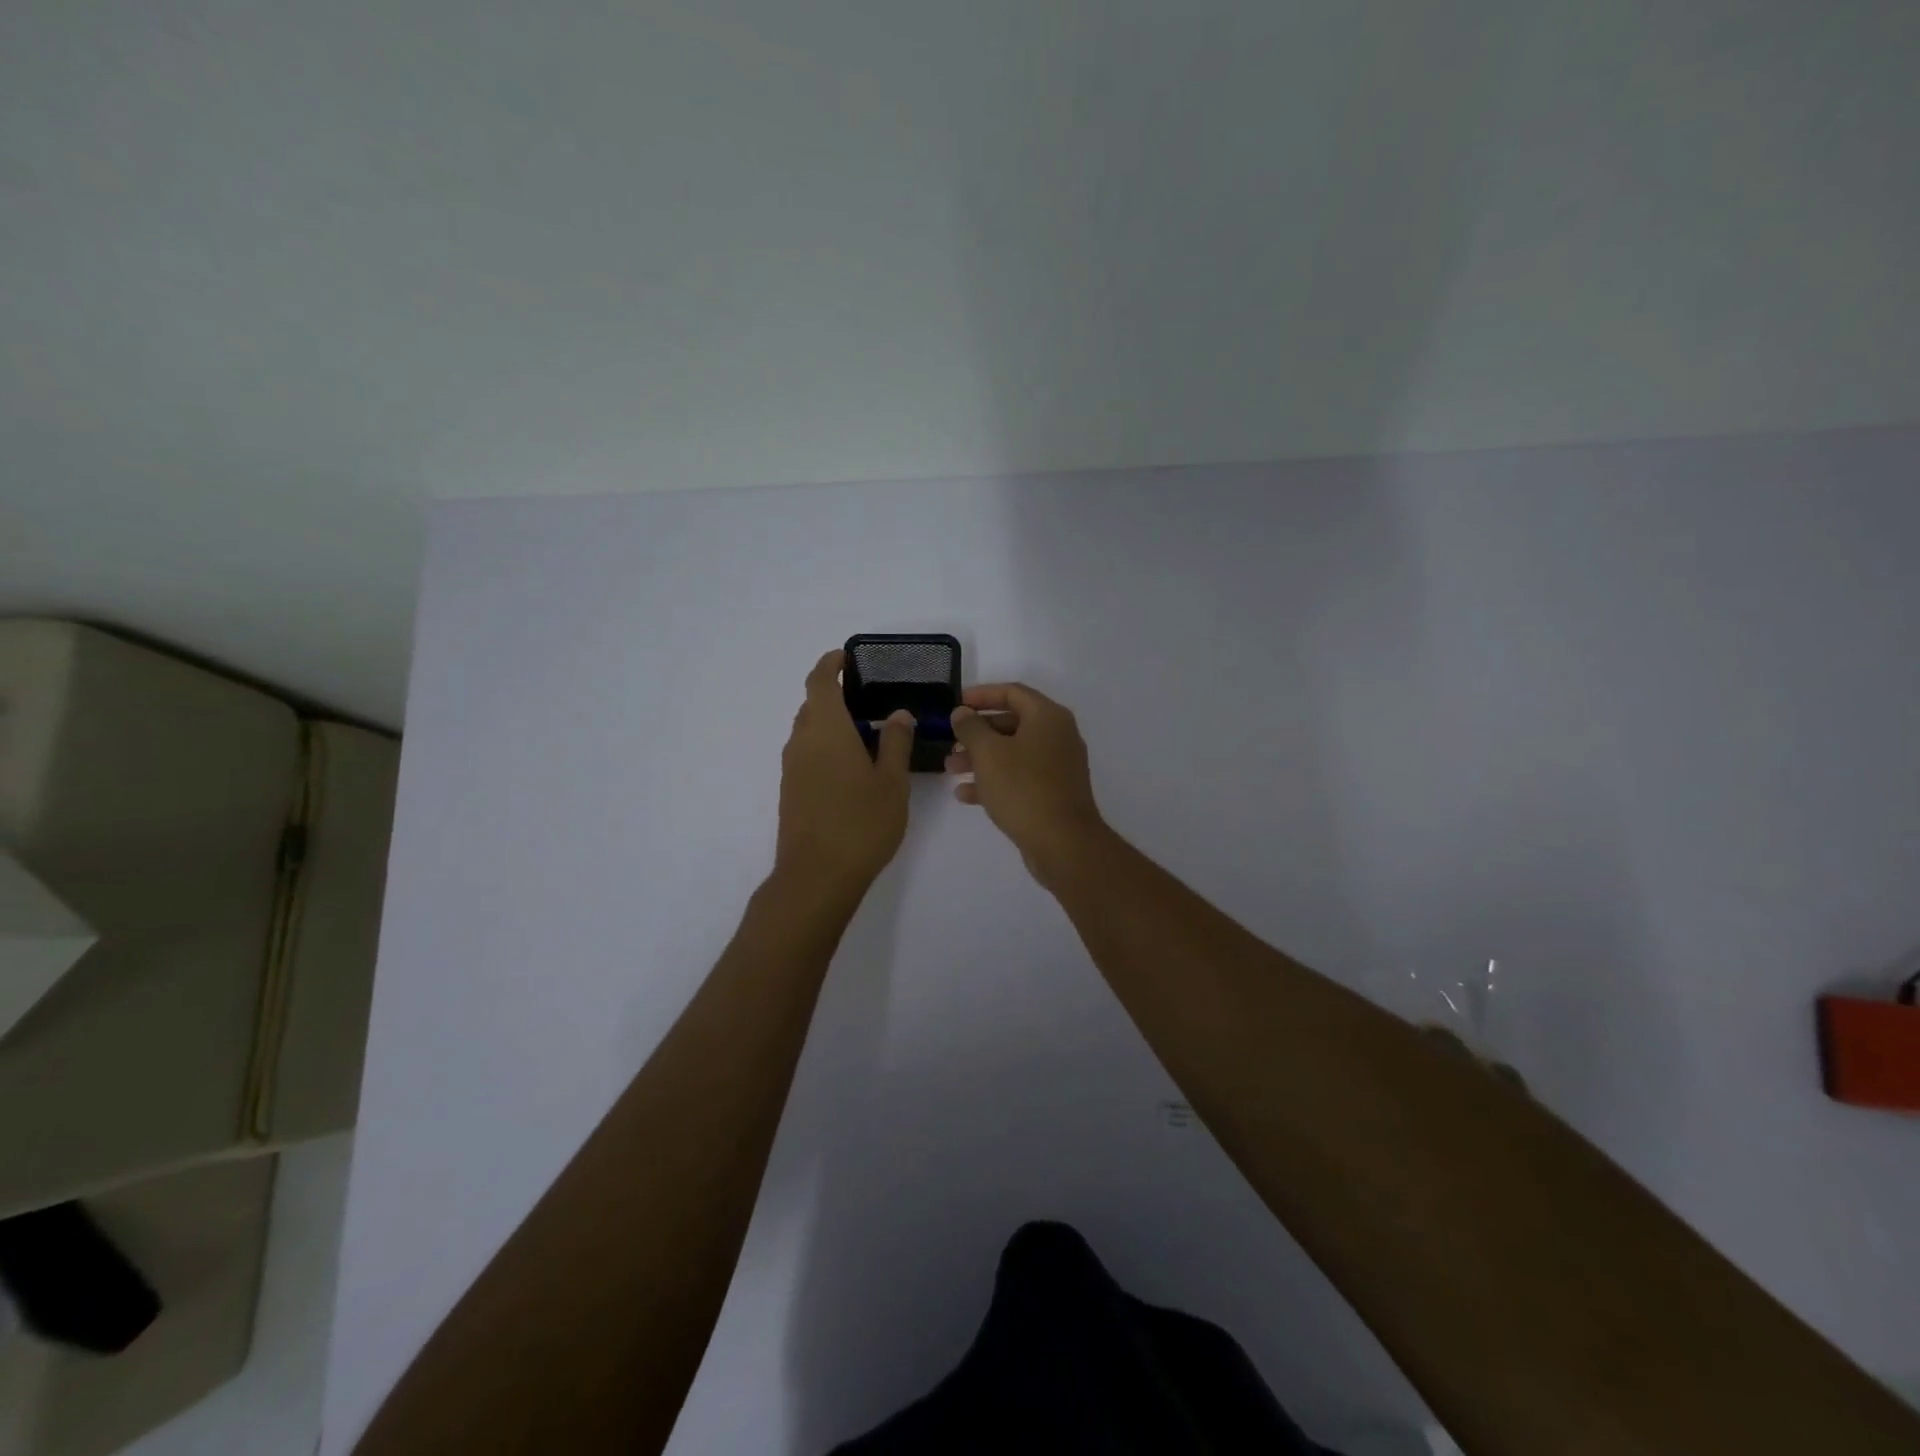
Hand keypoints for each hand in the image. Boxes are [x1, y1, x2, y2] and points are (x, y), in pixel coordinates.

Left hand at [775, 650, 915, 894]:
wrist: (816, 876)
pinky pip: (806, 754)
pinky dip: (825, 747)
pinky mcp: (790, 791)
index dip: (830, 665)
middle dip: (834, 696)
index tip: (846, 658)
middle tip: (868, 701)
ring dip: (830, 725)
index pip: (820, 682)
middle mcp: (802, 742)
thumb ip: (896, 743)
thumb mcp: (892, 782)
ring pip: (808, 732)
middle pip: (812, 706)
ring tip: (866, 736)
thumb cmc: (861, 823)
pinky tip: (850, 768)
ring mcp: (791, 768)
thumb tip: (898, 714)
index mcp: (827, 730)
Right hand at [946, 682, 1107, 881]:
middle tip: (950, 742)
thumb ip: (971, 727)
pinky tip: (965, 795)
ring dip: (981, 758)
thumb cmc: (1023, 789)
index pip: (1012, 692)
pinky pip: (1020, 777)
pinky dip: (994, 780)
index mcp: (1048, 717)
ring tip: (951, 770)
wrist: (1063, 843)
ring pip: (1013, 752)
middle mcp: (1058, 736)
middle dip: (977, 732)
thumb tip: (962, 713)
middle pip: (1012, 723)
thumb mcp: (988, 753)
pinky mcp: (1053, 792)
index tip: (955, 704)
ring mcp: (1058, 766)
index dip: (981, 695)